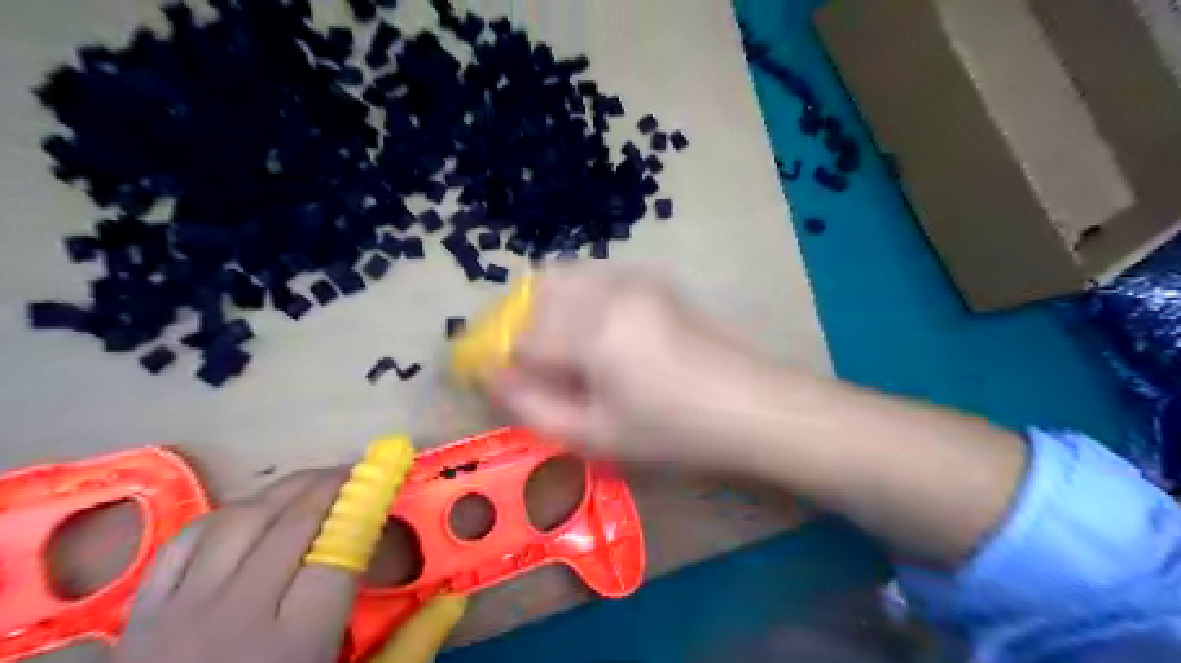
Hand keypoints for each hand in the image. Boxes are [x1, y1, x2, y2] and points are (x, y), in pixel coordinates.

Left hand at [110, 468, 460, 662]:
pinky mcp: (142, 612)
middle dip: (332, 483)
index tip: (389, 475)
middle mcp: (235, 616)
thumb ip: (408, 648)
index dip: (367, 503)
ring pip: (241, 518)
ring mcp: (181, 611)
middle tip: (361, 472)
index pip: (339, 550)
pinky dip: (229, 513)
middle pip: (293, 522)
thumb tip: (454, 598)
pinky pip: (188, 538)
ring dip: (286, 489)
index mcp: (293, 644)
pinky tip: (254, 511)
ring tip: (317, 483)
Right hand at [483, 267, 771, 466]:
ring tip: (559, 349)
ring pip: (564, 277)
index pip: (521, 337)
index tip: (500, 381)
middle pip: (536, 295)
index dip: (501, 360)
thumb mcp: (597, 436)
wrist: (751, 405)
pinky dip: (576, 296)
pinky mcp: (653, 279)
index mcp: (592, 332)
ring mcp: (633, 279)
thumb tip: (494, 379)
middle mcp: (607, 291)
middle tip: (530, 366)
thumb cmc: (674, 431)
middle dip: (521, 328)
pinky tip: (593, 330)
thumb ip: (534, 407)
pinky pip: (594, 275)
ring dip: (546, 307)